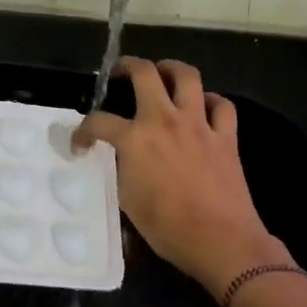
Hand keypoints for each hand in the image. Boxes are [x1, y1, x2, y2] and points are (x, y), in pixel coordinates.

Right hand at [73, 58, 288, 298]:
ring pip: (187, 76)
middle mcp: (164, 120)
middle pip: (144, 73)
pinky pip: (221, 105)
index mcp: (134, 139)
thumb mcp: (129, 200)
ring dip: (171, 69)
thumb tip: (124, 158)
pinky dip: (211, 101)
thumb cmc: (168, 227)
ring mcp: (198, 124)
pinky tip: (203, 108)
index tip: (81, 143)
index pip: (98, 122)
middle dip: (127, 66)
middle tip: (120, 73)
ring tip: (163, 74)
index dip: (83, 131)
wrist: (221, 241)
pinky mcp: (226, 136)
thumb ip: (123, 169)